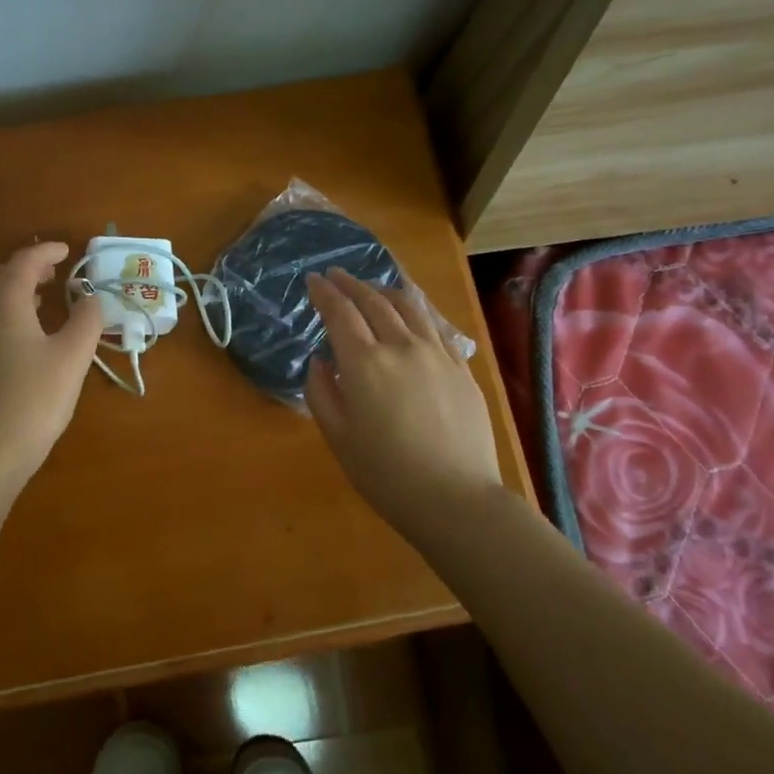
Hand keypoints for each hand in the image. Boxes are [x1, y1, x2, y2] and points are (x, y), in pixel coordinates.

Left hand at [0, 241, 103, 490]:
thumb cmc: (34, 400)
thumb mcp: (72, 358)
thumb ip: (86, 320)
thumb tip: (91, 298)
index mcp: (4, 304)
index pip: (23, 262)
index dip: (47, 251)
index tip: (69, 250)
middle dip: (28, 268)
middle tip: (56, 274)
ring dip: (15, 292)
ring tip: (44, 301)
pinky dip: (5, 314)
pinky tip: (24, 338)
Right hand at [304, 269, 502, 533]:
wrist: (455, 498)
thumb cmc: (386, 474)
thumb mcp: (338, 437)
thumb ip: (321, 392)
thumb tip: (320, 361)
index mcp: (364, 363)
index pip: (340, 314)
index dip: (324, 293)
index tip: (313, 281)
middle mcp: (400, 346)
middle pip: (373, 302)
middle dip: (351, 284)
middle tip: (336, 275)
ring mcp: (436, 354)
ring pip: (408, 306)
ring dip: (384, 290)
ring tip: (371, 288)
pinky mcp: (460, 368)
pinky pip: (435, 326)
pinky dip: (416, 310)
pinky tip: (412, 313)